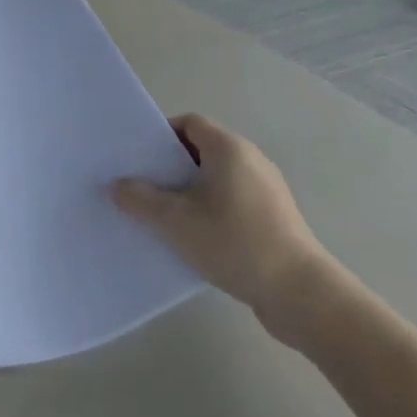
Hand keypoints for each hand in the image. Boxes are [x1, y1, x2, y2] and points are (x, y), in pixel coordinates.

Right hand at [112, 114, 330, 338]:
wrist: (300, 294)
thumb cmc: (234, 242)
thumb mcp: (175, 221)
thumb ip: (140, 199)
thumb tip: (117, 186)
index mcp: (228, 148)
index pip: (189, 123)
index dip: (160, 136)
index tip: (138, 159)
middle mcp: (250, 159)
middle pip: (201, 150)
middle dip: (170, 167)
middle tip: (142, 187)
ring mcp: (266, 189)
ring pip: (216, 179)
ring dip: (189, 192)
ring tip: (163, 216)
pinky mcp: (274, 218)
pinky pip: (232, 201)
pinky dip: (210, 211)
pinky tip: (194, 238)